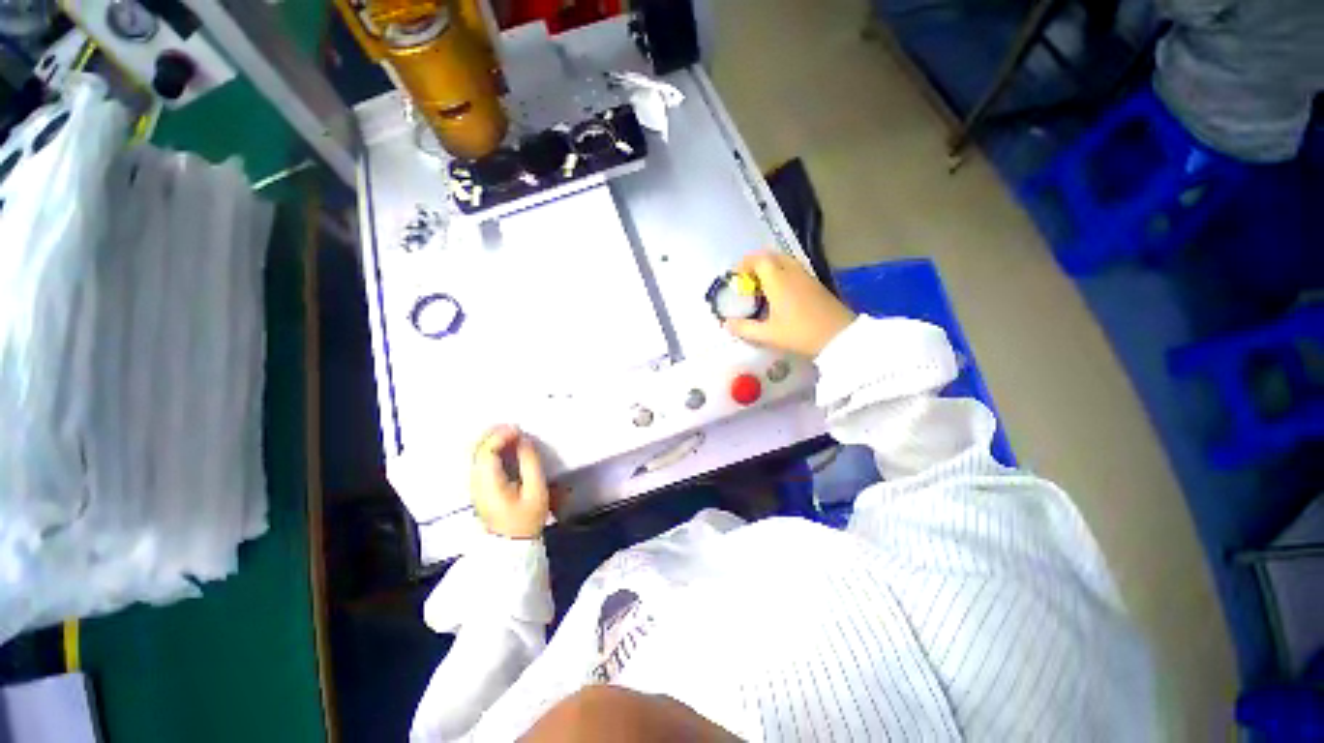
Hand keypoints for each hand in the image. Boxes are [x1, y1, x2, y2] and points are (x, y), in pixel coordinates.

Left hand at [470, 425, 550, 538]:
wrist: (511, 546)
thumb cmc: (527, 519)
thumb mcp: (536, 491)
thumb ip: (530, 463)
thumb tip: (524, 441)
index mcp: (489, 484)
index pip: (487, 452)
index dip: (500, 436)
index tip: (518, 430)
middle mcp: (476, 482)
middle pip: (477, 450)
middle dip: (494, 434)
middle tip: (514, 427)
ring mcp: (475, 486)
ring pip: (476, 454)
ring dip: (491, 440)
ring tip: (511, 433)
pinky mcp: (478, 488)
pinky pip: (480, 461)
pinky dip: (490, 449)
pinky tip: (504, 447)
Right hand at [724, 251, 855, 356]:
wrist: (839, 337)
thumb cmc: (800, 334)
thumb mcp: (768, 334)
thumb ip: (744, 328)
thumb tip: (725, 324)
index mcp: (778, 281)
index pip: (759, 260)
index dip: (744, 264)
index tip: (734, 276)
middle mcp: (791, 273)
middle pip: (771, 256)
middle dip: (755, 264)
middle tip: (746, 279)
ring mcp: (806, 277)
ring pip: (784, 262)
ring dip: (769, 268)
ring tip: (760, 286)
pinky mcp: (815, 284)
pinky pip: (793, 269)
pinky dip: (781, 273)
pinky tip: (779, 293)